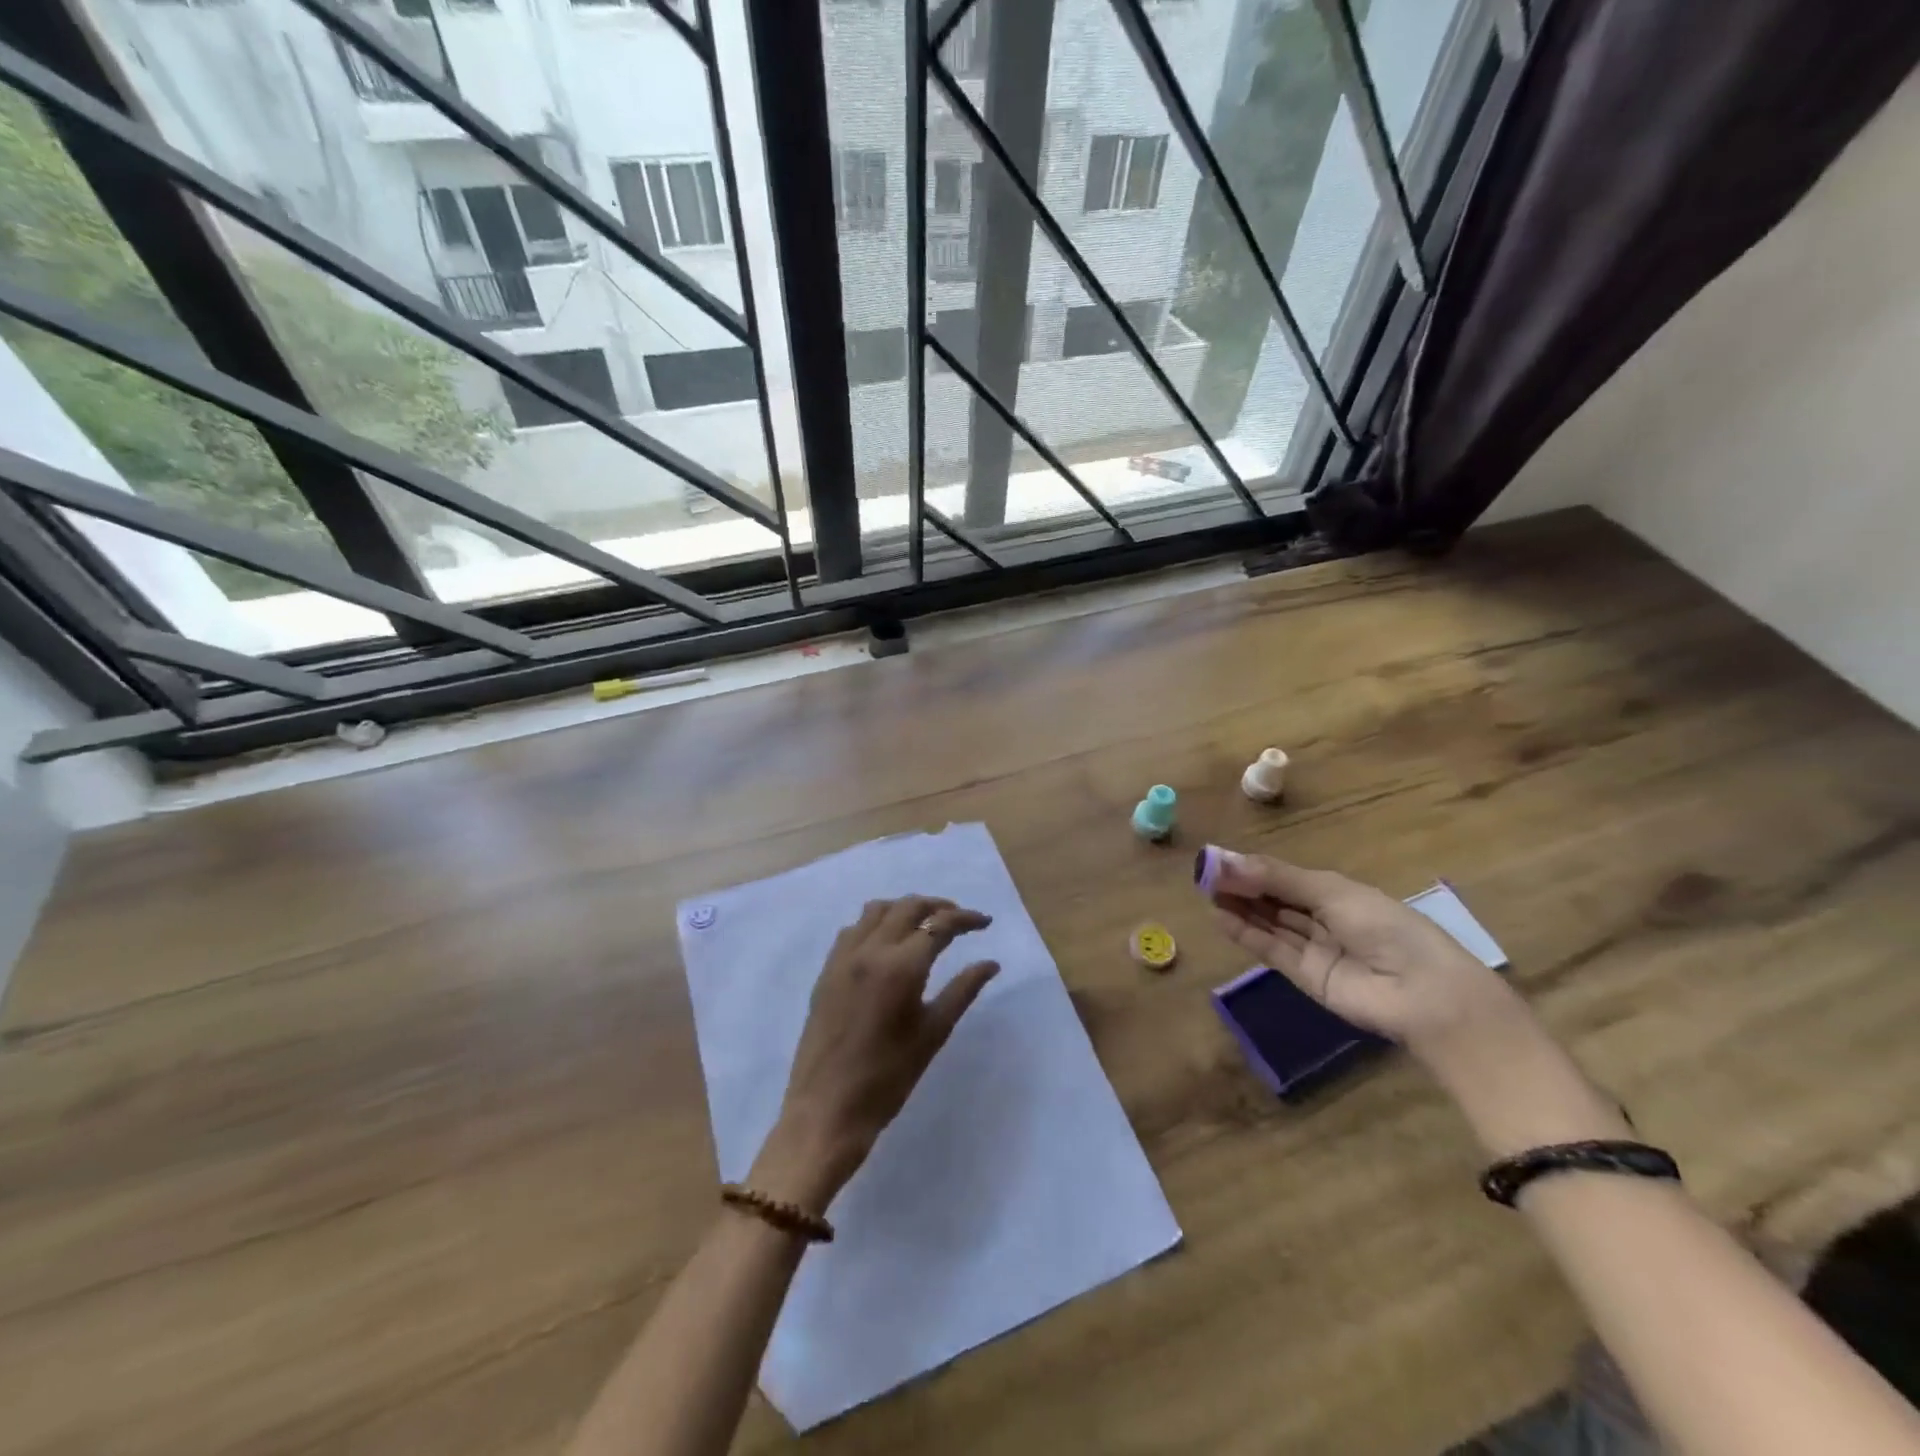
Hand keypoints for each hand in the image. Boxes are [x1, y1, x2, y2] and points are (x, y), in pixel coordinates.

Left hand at [751, 896, 999, 1214]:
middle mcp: (869, 950)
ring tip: (925, 926)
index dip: (965, 919)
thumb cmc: (888, 1078)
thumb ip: (962, 991)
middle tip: (960, 922)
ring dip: (905, 909)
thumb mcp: (933, 1034)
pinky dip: (876, 923)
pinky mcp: (827, 971)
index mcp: (900, 967)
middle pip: (908, 906)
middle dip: (938, 906)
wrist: (826, 1110)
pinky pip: (853, 929)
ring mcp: (843, 958)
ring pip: (877, 910)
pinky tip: (888, 944)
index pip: (939, 924)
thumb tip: (990, 964)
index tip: (985, 923)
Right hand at [1206, 851, 1519, 1060]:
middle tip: (1204, 874)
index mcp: (1337, 892)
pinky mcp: (1304, 976)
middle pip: (1273, 898)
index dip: (1252, 867)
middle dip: (1241, 885)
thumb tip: (1224, 861)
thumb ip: (1277, 878)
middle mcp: (1323, 918)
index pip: (1285, 876)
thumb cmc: (1386, 928)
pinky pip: (1270, 949)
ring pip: (1268, 922)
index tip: (1217, 859)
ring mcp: (1313, 948)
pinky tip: (1220, 916)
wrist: (1423, 994)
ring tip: (1206, 891)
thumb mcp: (1331, 892)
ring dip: (1239, 906)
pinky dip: (1245, 933)